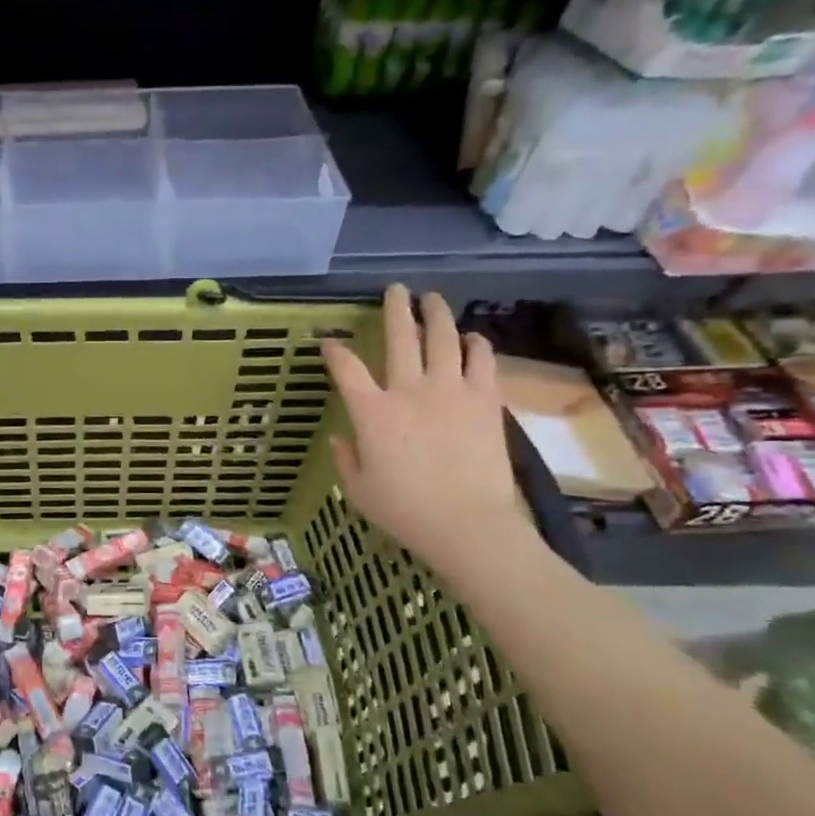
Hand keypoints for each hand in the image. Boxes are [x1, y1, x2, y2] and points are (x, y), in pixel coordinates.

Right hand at [321, 286, 528, 575]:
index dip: (334, 349)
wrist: (468, 525)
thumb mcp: (359, 490)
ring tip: (433, 299)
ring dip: (436, 314)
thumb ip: (346, 459)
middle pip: (399, 337)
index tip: (329, 341)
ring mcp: (450, 391)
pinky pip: (482, 360)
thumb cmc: (405, 512)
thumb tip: (340, 437)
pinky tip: (472, 338)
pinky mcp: (485, 400)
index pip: (346, 368)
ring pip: (443, 338)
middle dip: (394, 308)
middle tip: (395, 289)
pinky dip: (476, 344)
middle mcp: (409, 390)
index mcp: (372, 413)